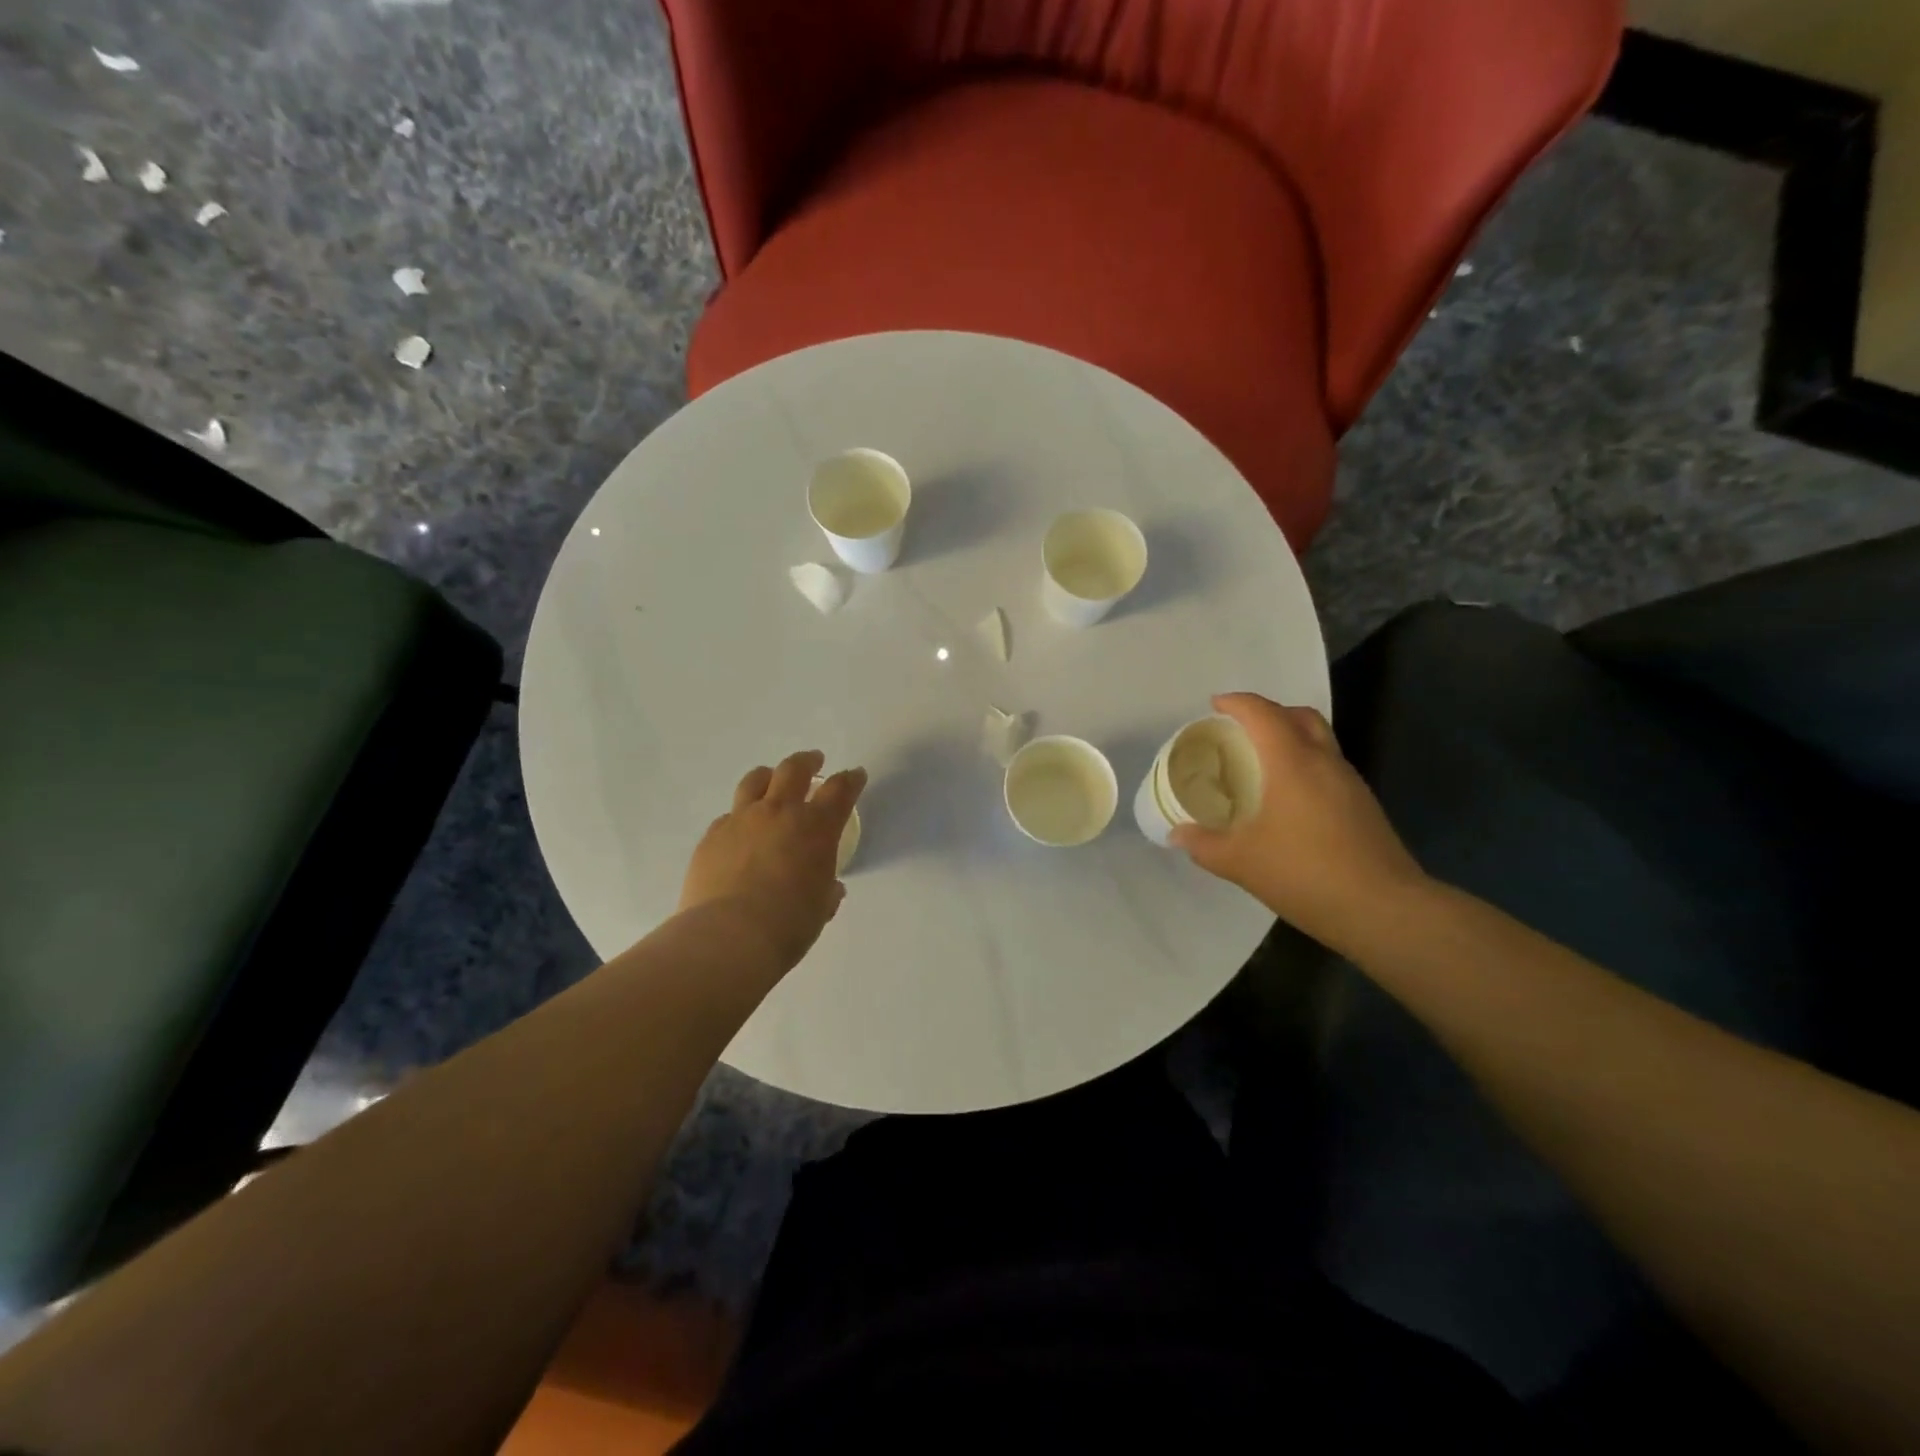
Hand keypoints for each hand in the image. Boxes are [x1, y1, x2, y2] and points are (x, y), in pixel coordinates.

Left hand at [678, 750, 866, 969]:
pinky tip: (741, 832)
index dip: (851, 779)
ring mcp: (741, 820)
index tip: (856, 775)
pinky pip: (729, 816)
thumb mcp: (820, 908)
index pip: (840, 789)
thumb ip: (827, 891)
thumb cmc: (788, 925)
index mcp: (816, 827)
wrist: (728, 937)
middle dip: (808, 761)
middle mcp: (779, 812)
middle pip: (794, 769)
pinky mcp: (712, 836)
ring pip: (755, 781)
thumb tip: (830, 888)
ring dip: (768, 776)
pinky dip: (740, 817)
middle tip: (814, 761)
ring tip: (771, 780)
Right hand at [1171, 693, 1427, 947]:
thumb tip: (1177, 834)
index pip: (1263, 713)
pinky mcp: (1363, 806)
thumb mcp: (1241, 862)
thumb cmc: (1306, 874)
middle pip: (1299, 716)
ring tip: (1260, 762)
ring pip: (1319, 740)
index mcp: (1293, 763)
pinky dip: (1304, 765)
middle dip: (1268, 713)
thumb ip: (1204, 845)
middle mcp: (1325, 762)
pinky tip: (1287, 799)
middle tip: (1239, 730)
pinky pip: (1328, 767)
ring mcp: (1350, 783)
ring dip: (1290, 738)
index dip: (1237, 703)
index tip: (1214, 706)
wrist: (1384, 910)